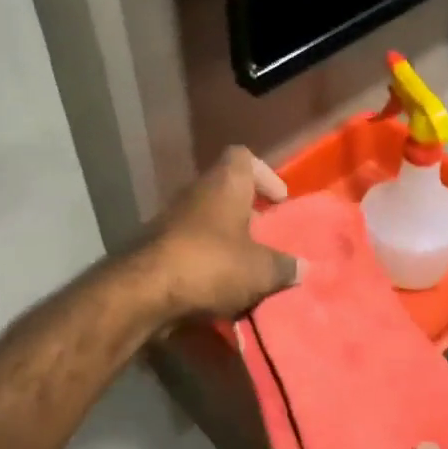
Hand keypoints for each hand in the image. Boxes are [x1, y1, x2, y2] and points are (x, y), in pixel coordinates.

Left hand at [137, 147, 299, 322]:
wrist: (144, 291)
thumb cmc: (211, 264)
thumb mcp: (260, 270)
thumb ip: (285, 267)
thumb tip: (303, 267)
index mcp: (225, 184)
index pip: (243, 157)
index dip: (264, 174)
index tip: (279, 200)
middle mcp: (196, 192)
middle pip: (226, 191)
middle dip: (247, 214)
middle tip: (266, 239)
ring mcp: (171, 218)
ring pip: (207, 221)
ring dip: (226, 239)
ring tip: (247, 268)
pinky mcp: (156, 246)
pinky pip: (190, 246)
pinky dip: (206, 260)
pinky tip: (219, 288)